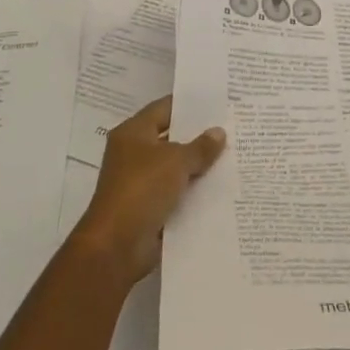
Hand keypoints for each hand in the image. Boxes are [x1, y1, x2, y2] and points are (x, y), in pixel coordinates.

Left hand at [71, 96, 225, 288]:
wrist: (116, 246)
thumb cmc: (142, 189)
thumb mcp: (176, 161)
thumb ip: (200, 147)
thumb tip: (219, 132)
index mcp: (133, 133)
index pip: (164, 108)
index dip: (189, 105)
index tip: (217, 102)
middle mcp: (134, 153)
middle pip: (171, 137)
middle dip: (199, 136)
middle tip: (231, 127)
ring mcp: (140, 182)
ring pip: (176, 167)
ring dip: (198, 166)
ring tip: (233, 155)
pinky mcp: (148, 208)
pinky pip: (176, 192)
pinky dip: (194, 191)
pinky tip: (221, 187)